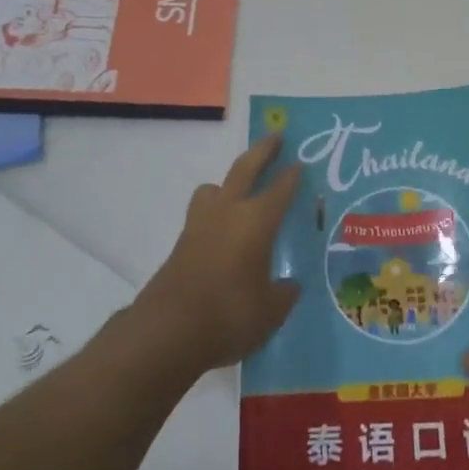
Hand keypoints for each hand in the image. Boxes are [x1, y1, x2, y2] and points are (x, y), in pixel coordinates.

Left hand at [134, 136, 300, 373]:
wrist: (168, 332)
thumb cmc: (230, 315)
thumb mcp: (271, 311)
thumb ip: (284, 293)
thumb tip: (289, 285)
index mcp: (257, 221)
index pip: (280, 190)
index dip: (292, 176)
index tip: (301, 163)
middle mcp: (228, 212)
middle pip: (245, 169)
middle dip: (262, 151)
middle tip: (275, 137)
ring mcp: (199, 225)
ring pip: (214, 188)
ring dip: (228, 182)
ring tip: (240, 191)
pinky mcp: (181, 244)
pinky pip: (203, 215)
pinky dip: (215, 213)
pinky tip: (224, 234)